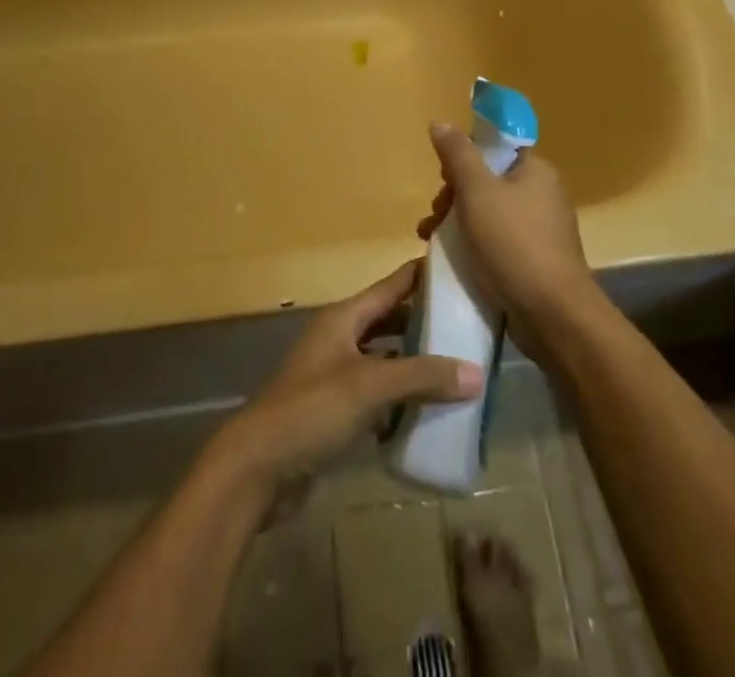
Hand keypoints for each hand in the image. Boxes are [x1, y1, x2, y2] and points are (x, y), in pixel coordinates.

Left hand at [215, 262, 481, 489]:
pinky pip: (377, 396)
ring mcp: (336, 375)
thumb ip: (422, 376)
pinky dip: (401, 400)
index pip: (393, 284)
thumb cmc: (312, 410)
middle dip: (426, 323)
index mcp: (345, 318)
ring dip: (416, 365)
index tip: (462, 267)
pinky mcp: (335, 411)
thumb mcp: (370, 386)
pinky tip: (429, 413)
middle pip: (391, 321)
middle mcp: (341, 338)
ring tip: (459, 370)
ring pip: (386, 360)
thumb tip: (477, 373)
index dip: (424, 274)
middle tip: (471, 326)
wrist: (257, 468)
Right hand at [418, 123, 599, 363]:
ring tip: (431, 241)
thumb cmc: (513, 243)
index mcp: (536, 170)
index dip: (464, 159)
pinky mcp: (537, 260)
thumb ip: (458, 155)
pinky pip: (499, 241)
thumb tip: (440, 122)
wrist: (553, 314)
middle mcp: (544, 193)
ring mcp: (543, 229)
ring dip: (459, 222)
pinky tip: (454, 261)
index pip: (494, 149)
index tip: (443, 180)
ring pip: (490, 213)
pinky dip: (476, 245)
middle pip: (489, 181)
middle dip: (454, 196)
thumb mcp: (477, 191)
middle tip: (433, 217)